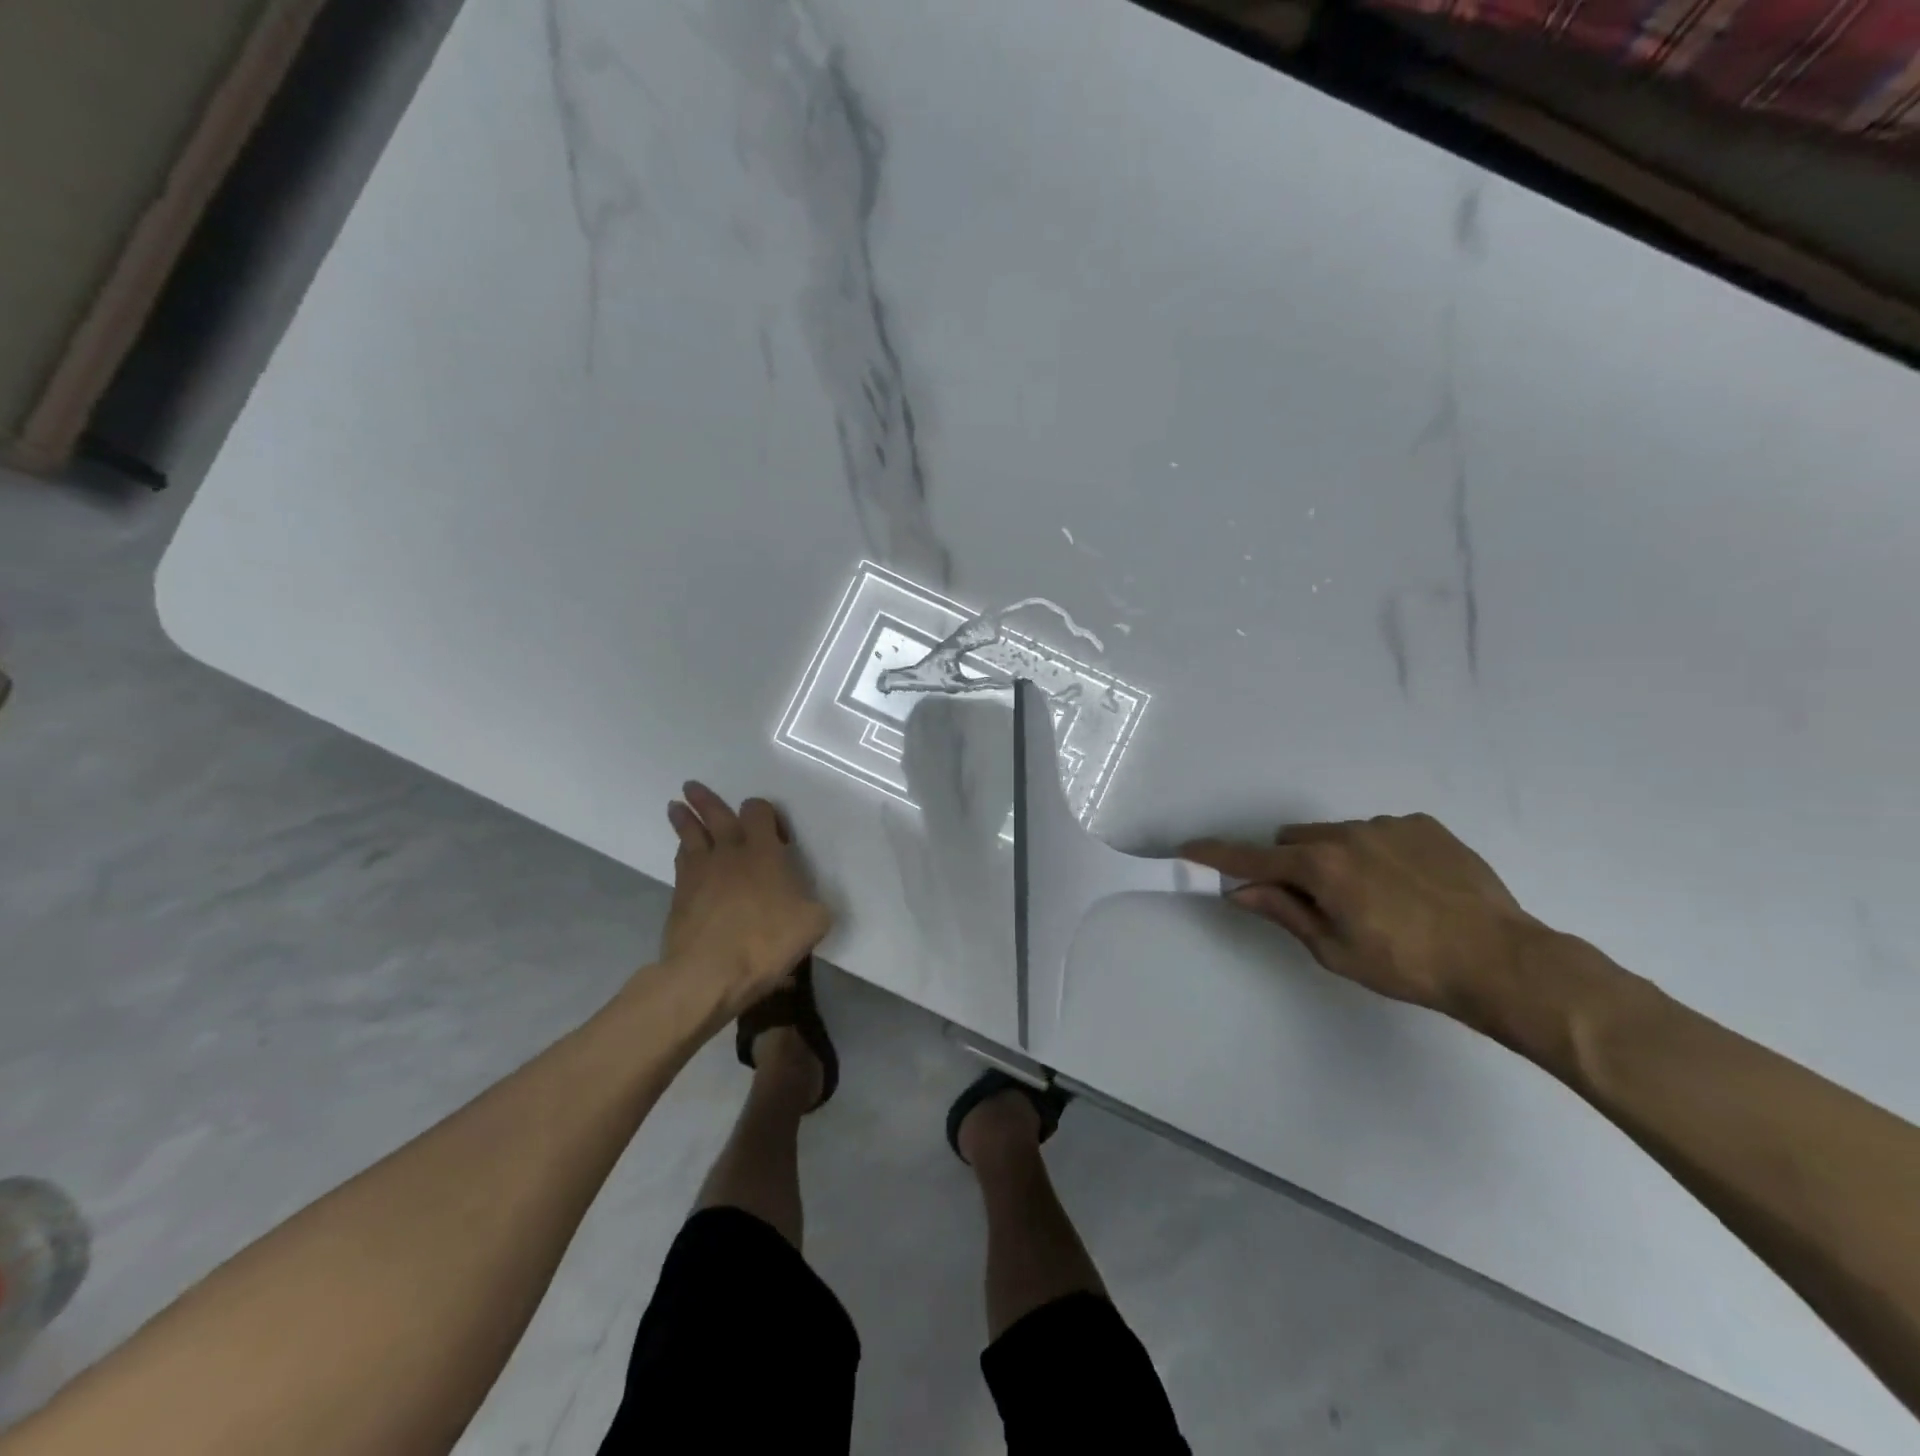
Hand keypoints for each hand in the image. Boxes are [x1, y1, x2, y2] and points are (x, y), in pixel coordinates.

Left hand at [662, 782, 831, 1016]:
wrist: (709, 973)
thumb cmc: (766, 942)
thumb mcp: (813, 923)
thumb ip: (813, 904)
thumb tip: (809, 902)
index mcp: (764, 852)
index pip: (758, 812)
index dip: (764, 812)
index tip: (774, 829)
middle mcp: (730, 853)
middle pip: (715, 815)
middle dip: (705, 800)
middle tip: (691, 786)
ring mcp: (700, 873)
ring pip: (690, 836)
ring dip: (684, 819)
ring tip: (676, 808)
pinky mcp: (680, 896)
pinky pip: (681, 863)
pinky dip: (682, 852)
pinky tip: (683, 853)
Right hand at [1182, 814, 1542, 1019]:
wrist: (1501, 960)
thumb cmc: (1407, 965)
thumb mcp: (1335, 950)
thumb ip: (1284, 912)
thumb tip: (1239, 892)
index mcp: (1320, 866)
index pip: (1253, 858)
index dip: (1216, 855)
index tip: (1188, 849)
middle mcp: (1347, 833)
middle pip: (1294, 839)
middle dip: (1291, 863)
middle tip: (1317, 902)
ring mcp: (1388, 825)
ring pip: (1337, 834)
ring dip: (1336, 858)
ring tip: (1377, 898)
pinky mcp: (1424, 825)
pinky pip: (1380, 832)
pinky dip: (1377, 853)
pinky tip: (1410, 887)